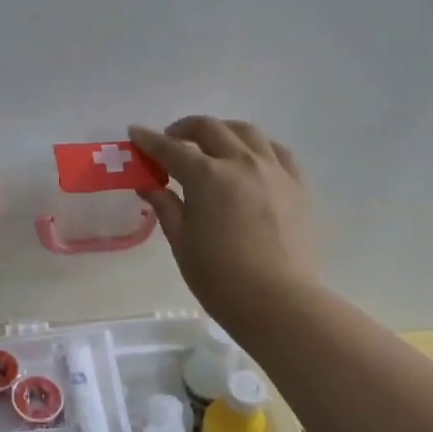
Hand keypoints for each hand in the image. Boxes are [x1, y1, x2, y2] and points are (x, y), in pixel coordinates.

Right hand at [129, 118, 317, 332]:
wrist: (279, 302)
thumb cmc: (220, 278)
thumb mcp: (182, 242)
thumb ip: (166, 207)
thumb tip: (149, 185)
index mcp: (207, 176)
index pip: (171, 148)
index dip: (149, 140)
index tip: (135, 133)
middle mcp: (241, 162)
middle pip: (210, 129)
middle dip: (184, 129)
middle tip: (170, 142)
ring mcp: (274, 171)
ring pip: (246, 132)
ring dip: (222, 131)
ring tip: (211, 145)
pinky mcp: (297, 185)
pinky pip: (276, 151)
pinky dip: (257, 147)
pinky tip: (250, 159)